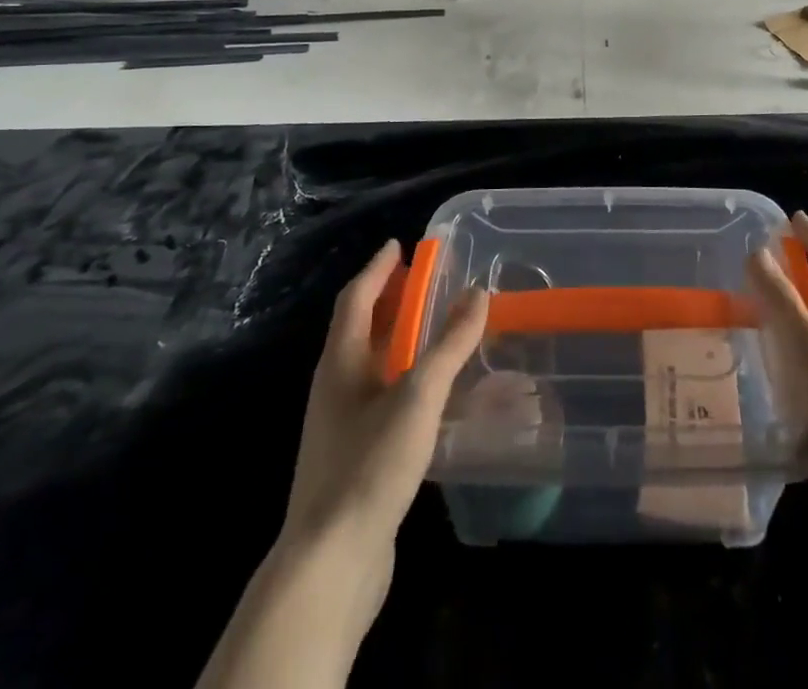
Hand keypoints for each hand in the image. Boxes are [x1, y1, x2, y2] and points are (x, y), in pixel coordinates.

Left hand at [199, 244, 486, 688]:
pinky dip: (404, 375)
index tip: (399, 244)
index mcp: (340, 361)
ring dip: (399, 337)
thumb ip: (449, 344)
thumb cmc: (370, 465)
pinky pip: (380, 394)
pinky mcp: (353, 454)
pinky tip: (431, 391)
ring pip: (370, 362)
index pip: (356, 297)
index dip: (377, 268)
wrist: (331, 563)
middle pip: (360, 326)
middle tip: (425, 280)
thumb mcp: (417, 396)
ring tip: (435, 327)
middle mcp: (334, 384)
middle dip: (390, 299)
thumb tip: (477, 293)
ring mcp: (341, 422)